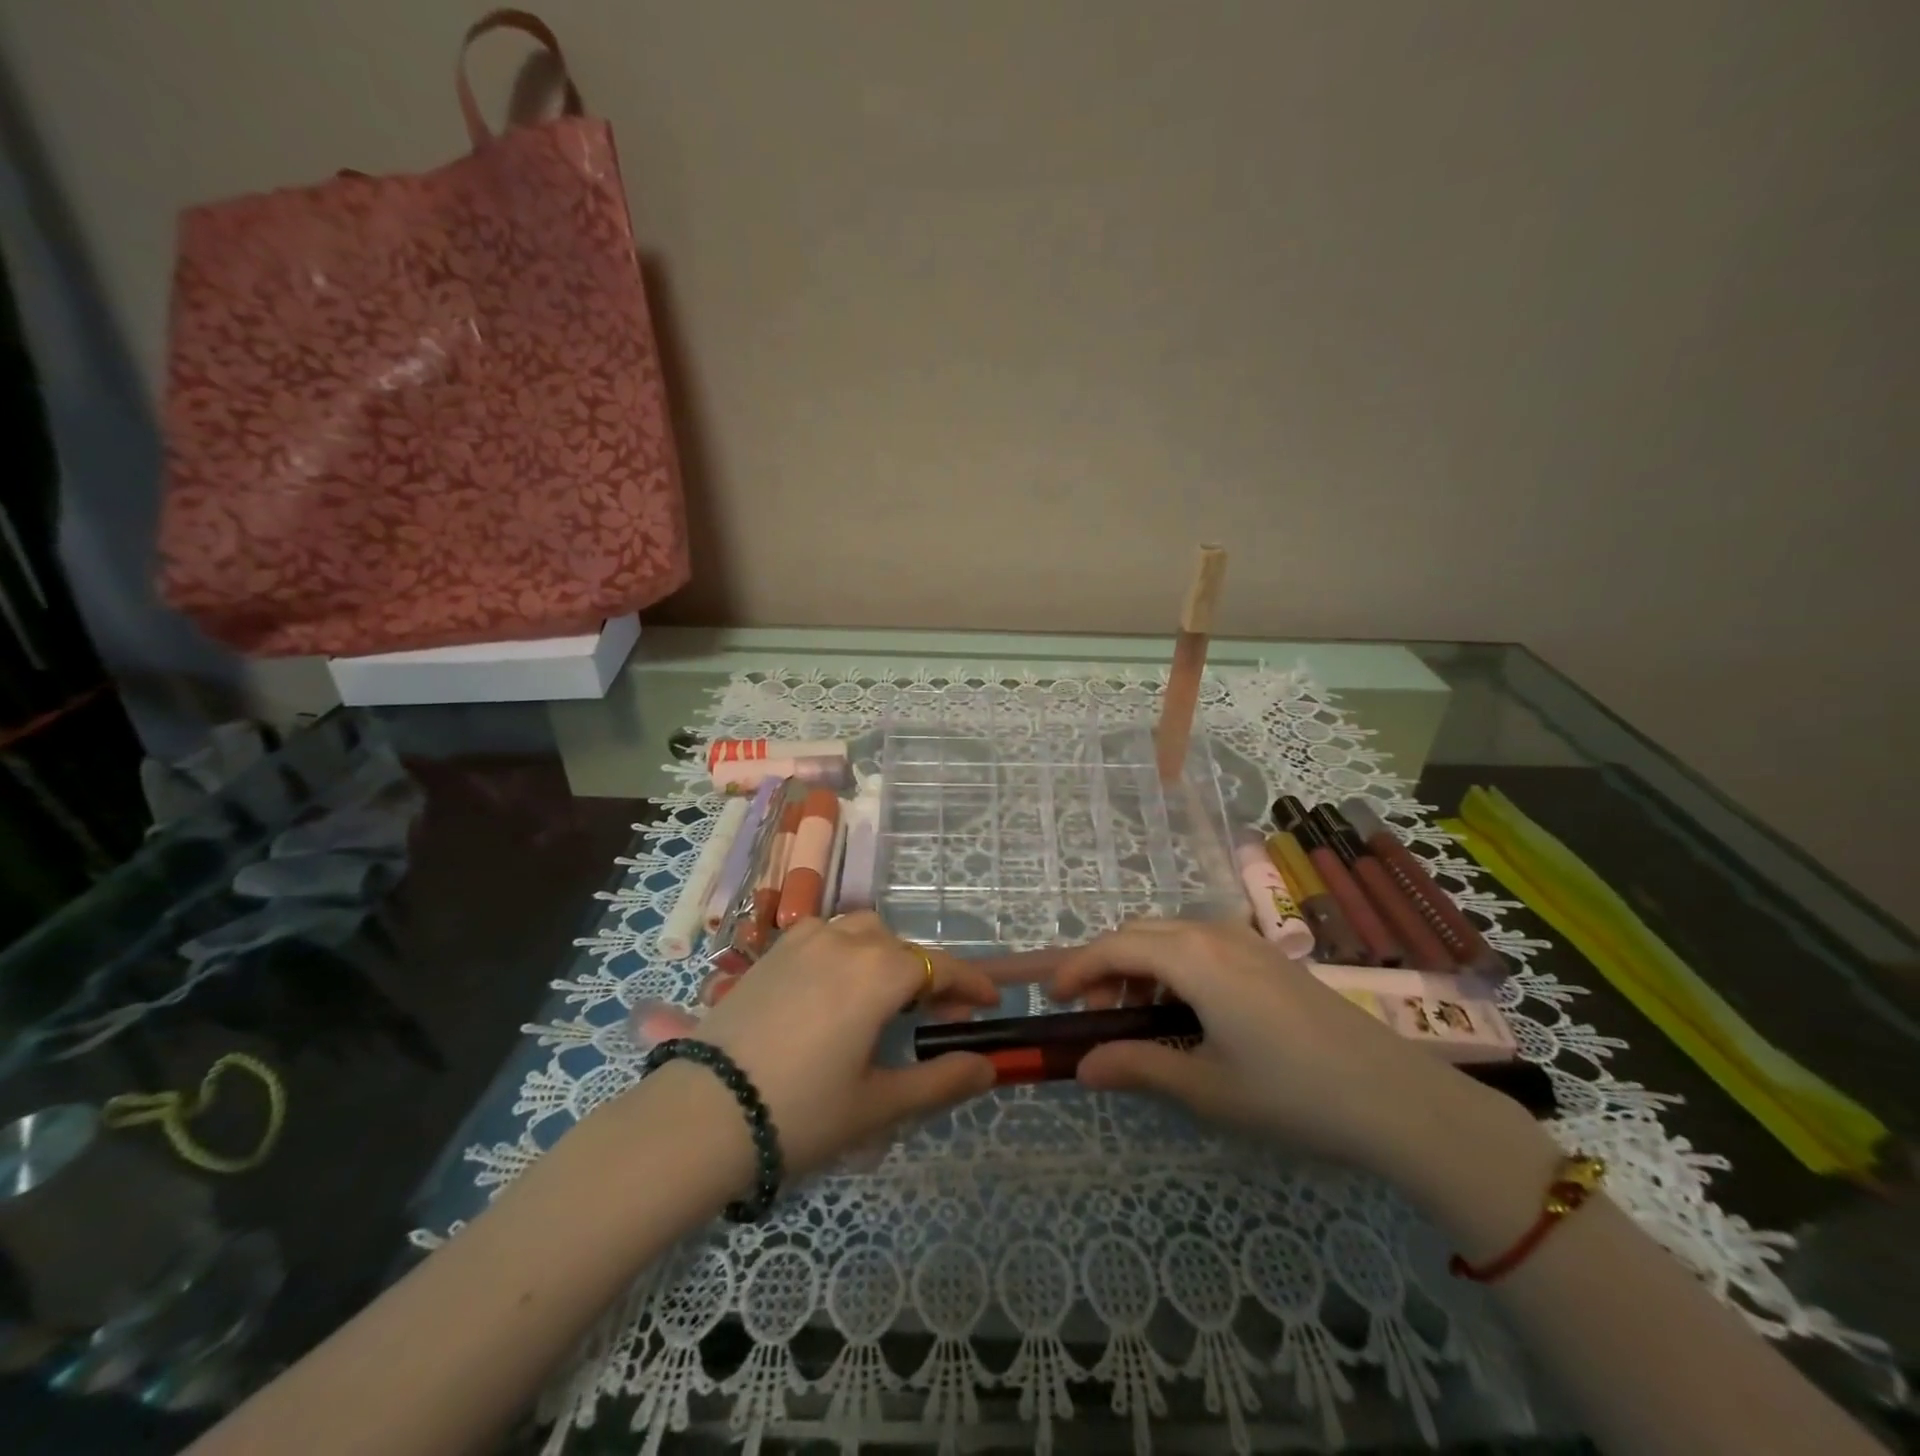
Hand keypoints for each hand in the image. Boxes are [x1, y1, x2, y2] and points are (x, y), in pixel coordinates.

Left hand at [649, 913, 999, 1177]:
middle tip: (935, 1015)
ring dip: (885, 956)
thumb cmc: (801, 1112)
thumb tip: (988, 1067)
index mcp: (879, 972)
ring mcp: (803, 940)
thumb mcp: (879, 1104)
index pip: (941, 967)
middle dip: (927, 976)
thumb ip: (941, 1080)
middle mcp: (845, 941)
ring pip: (862, 932)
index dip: (971, 983)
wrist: (701, 1114)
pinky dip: (845, 952)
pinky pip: (824, 936)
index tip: (991, 1001)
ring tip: (884, 998)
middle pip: (902, 948)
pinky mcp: (771, 951)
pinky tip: (835, 989)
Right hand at [1052, 920, 1510, 1172]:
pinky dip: (1172, 964)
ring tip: (1136, 1014)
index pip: (1115, 946)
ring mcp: (1246, 940)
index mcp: (1193, 957)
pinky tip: (1184, 1009)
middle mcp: (1214, 933)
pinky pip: (1201, 942)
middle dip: (1106, 964)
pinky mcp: (1268, 955)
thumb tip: (1082, 1066)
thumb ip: (1138, 1067)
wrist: (1395, 1097)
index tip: (1054, 999)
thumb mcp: (1205, 1086)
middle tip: (1095, 1013)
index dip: (1077, 968)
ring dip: (1140, 963)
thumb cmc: (1290, 1092)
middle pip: (1139, 931)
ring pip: (1170, 933)